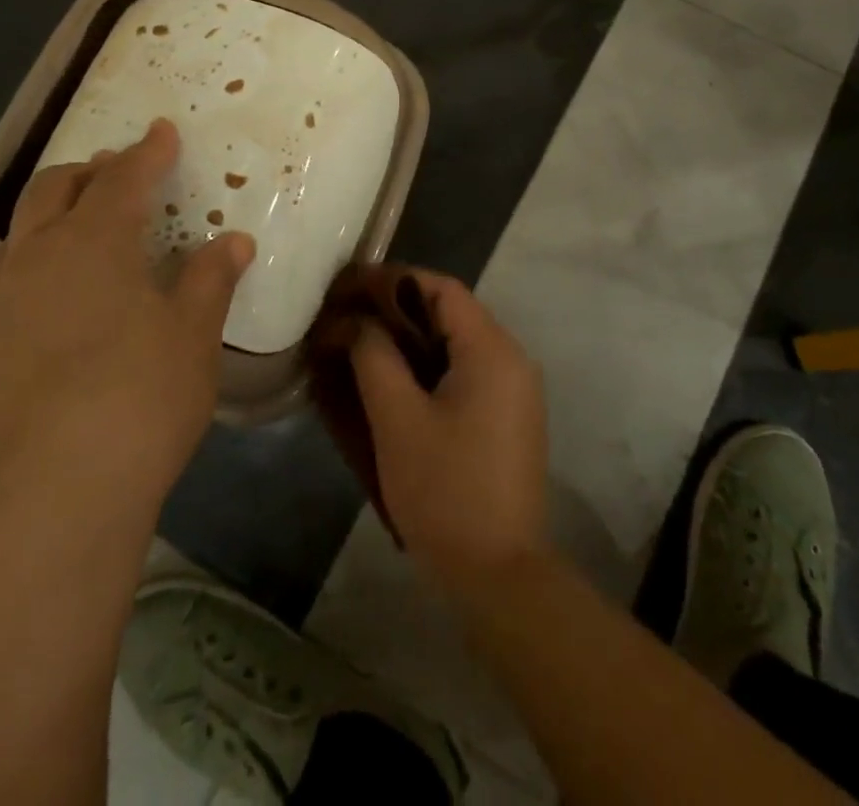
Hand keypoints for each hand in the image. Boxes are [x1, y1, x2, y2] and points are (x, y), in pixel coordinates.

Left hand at [0, 119, 253, 522]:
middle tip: (117, 171)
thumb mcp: (194, 338)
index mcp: (99, 243)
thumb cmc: (142, 403)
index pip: (126, 180)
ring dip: (39, 213)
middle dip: (91, 174)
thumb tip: (235, 240)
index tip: (163, 133)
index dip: (148, 153)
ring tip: (63, 206)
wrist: (58, 496)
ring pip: (9, 236)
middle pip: (59, 193)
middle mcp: (38, 257)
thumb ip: (211, 281)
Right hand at [352, 272, 548, 591]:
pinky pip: (463, 372)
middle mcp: (511, 359)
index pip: (440, 289)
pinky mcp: (506, 417)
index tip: (347, 287)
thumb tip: (351, 320)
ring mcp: (513, 390)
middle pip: (448, 312)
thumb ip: (373, 356)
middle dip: (394, 309)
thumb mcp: (397, 418)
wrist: (499, 576)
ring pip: (453, 343)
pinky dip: (426, 366)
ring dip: (408, 339)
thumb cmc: (445, 491)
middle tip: (346, 317)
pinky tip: (390, 381)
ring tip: (359, 345)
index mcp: (492, 350)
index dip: (391, 281)